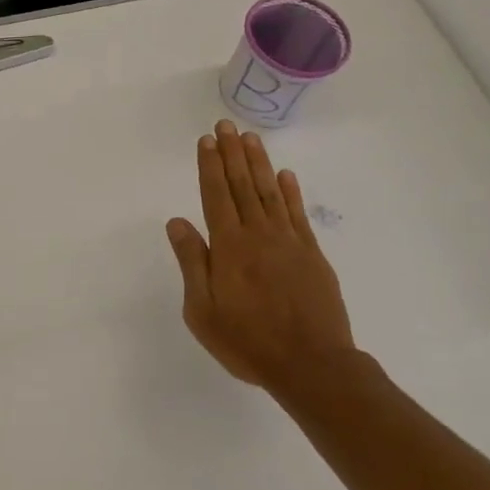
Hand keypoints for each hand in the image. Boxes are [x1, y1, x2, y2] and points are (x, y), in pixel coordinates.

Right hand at [166, 121, 358, 392]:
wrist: (311, 364)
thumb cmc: (247, 341)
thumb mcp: (202, 310)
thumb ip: (192, 262)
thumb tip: (177, 222)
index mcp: (229, 246)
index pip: (215, 195)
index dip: (209, 166)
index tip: (206, 140)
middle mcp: (258, 234)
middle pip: (242, 185)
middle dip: (232, 153)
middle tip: (226, 125)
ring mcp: (289, 242)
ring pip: (270, 192)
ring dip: (258, 163)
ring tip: (250, 138)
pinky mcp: (311, 255)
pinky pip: (298, 214)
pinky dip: (290, 191)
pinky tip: (285, 175)